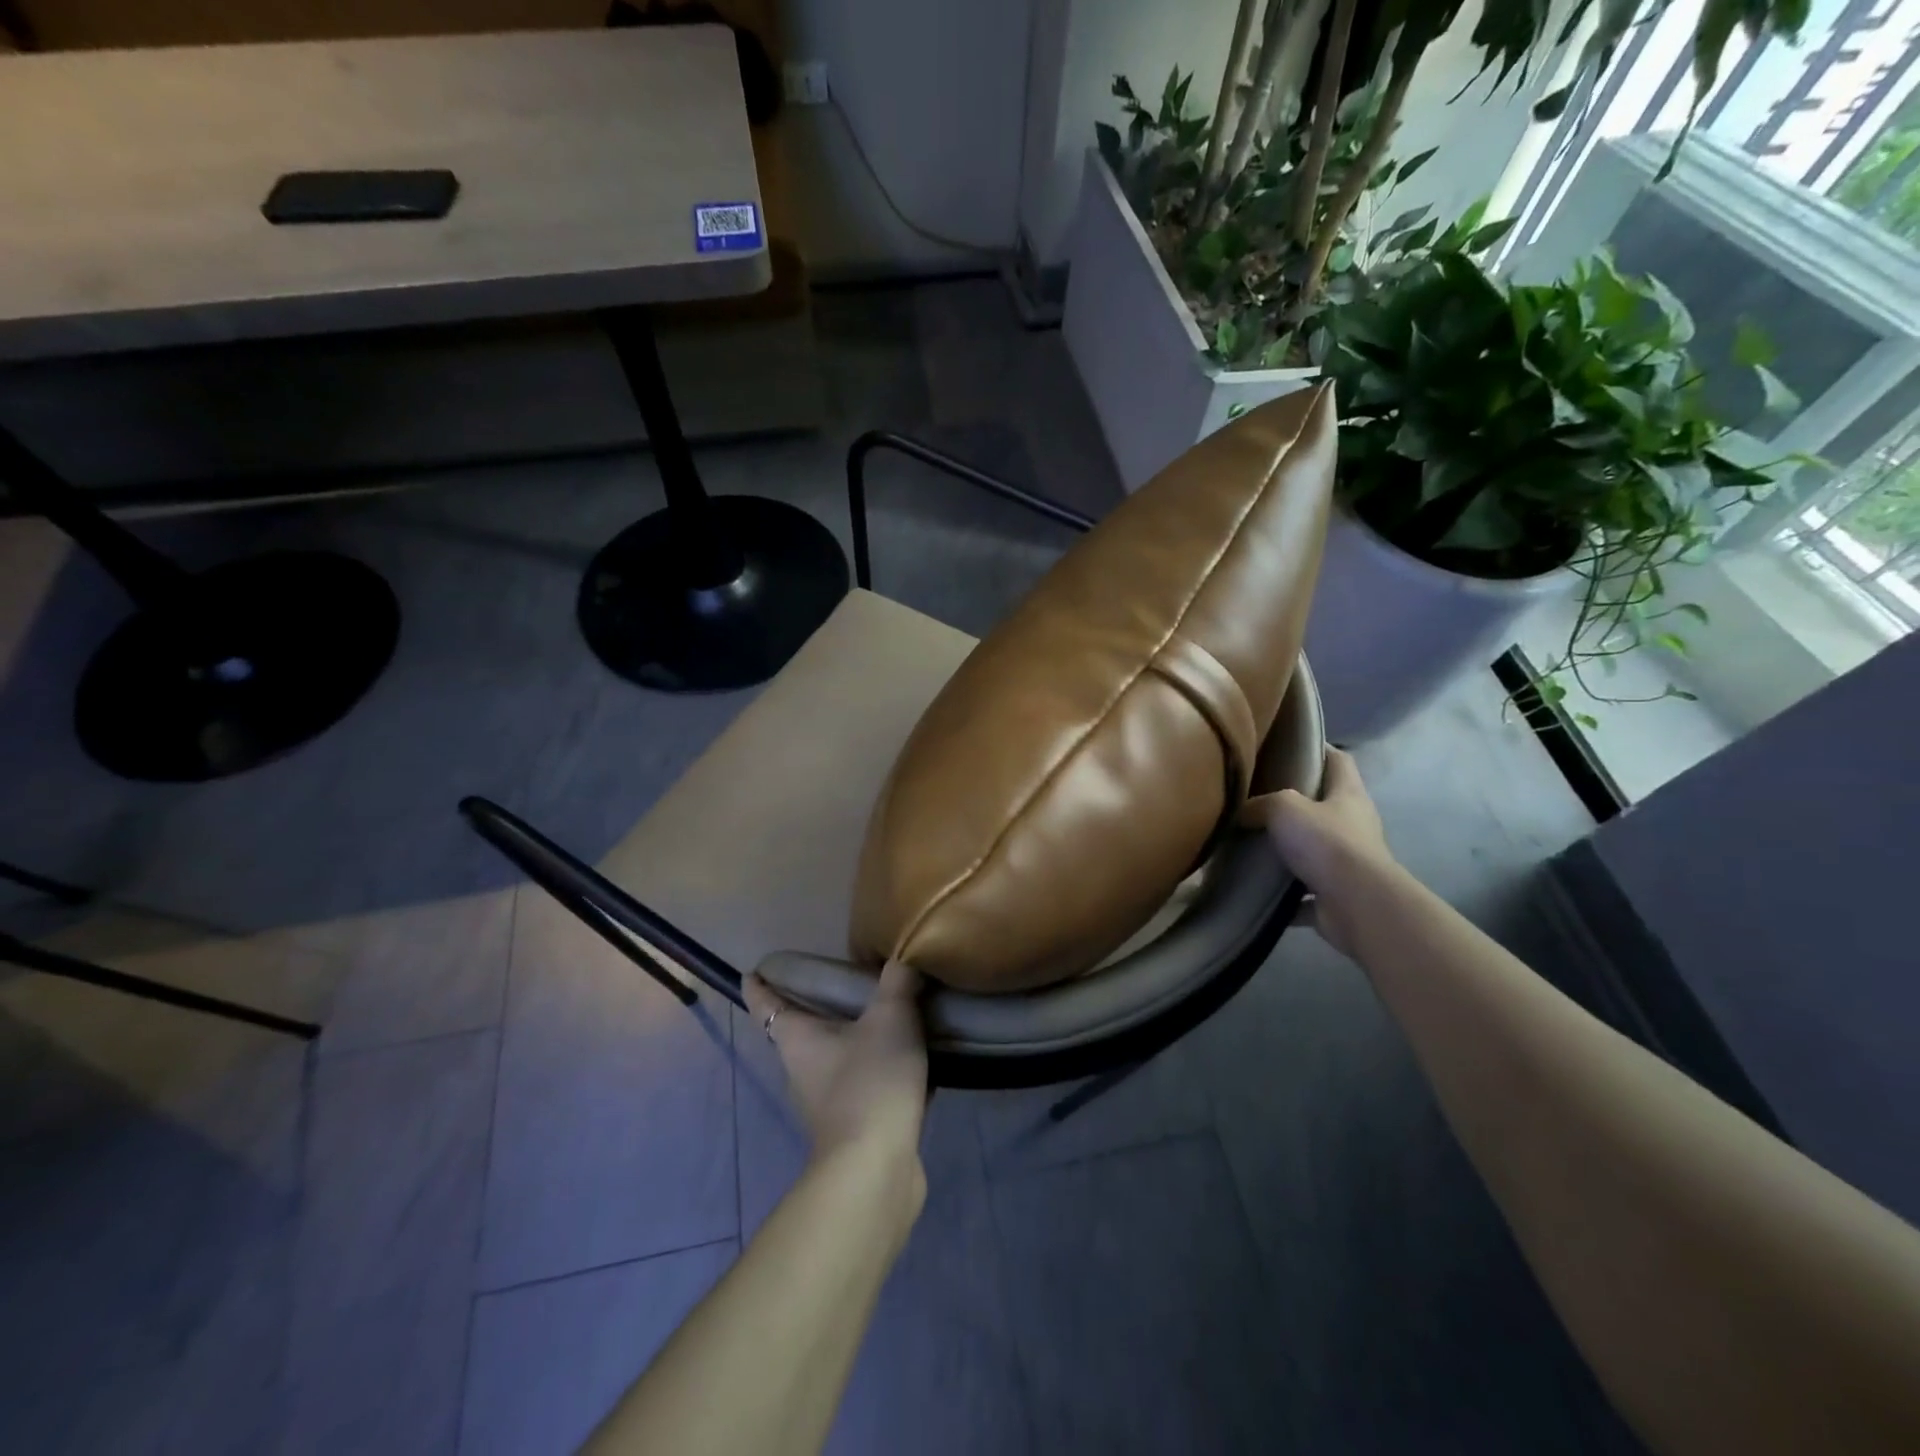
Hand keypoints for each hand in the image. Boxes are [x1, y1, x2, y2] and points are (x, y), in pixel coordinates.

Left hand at [743, 959, 929, 1172]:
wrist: (876, 1170)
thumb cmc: (870, 1082)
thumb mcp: (890, 1019)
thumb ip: (897, 983)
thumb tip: (903, 956)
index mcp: (797, 1040)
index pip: (766, 1004)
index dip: (759, 985)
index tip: (755, 970)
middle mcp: (802, 1070)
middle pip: (802, 1030)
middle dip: (817, 1007)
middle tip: (845, 978)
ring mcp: (827, 1102)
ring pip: (837, 1058)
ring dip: (855, 1038)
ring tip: (887, 1013)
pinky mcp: (855, 1126)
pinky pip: (866, 1083)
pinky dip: (881, 1068)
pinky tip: (914, 1059)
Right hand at [1262, 748, 1395, 958]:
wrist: (1356, 904)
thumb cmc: (1326, 843)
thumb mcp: (1284, 807)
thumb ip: (1261, 804)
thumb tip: (1240, 812)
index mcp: (1349, 795)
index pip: (1338, 760)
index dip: (1318, 749)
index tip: (1288, 745)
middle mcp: (1354, 825)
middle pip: (1325, 805)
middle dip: (1295, 802)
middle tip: (1257, 797)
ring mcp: (1349, 863)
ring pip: (1314, 850)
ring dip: (1289, 851)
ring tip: (1251, 844)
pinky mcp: (1338, 896)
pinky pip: (1305, 893)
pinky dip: (1284, 894)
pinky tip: (1257, 890)